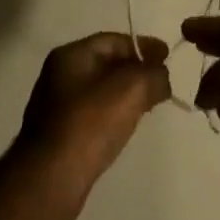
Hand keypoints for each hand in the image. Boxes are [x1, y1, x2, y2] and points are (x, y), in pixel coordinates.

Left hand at [14, 33, 171, 219]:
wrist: (51, 178)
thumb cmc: (90, 123)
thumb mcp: (132, 89)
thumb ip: (153, 74)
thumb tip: (161, 76)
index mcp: (71, 55)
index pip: (113, 40)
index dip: (143, 45)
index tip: (168, 56)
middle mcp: (59, 76)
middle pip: (106, 64)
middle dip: (136, 70)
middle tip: (161, 81)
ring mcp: (56, 107)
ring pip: (100, 91)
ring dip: (125, 94)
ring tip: (149, 105)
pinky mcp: (59, 136)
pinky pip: (93, 115)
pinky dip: (113, 114)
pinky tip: (126, 127)